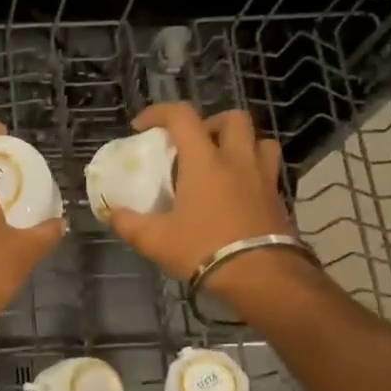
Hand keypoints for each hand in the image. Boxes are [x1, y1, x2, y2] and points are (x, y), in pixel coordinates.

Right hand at [108, 105, 315, 310]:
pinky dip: (251, 173)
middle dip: (210, 124)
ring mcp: (263, 179)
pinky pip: (268, 172)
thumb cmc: (203, 249)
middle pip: (232, 119)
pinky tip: (236, 195)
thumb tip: (112, 212)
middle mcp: (237, 161)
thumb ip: (128, 223)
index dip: (159, 113)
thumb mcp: (155, 240)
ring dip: (240, 145)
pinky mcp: (278, 199)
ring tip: (221, 165)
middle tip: (192, 145)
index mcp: (205, 162)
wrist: (262, 277)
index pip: (182, 117)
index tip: (142, 127)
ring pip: (260, 141)